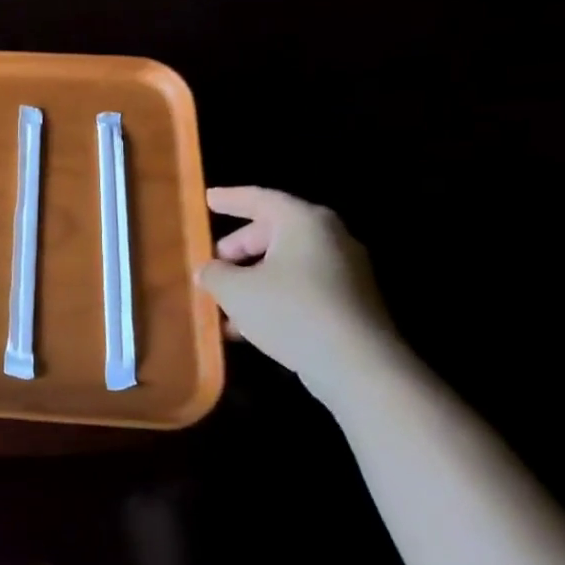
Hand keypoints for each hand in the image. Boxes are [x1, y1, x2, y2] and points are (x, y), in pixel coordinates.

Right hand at [195, 187, 398, 391]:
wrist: (357, 365)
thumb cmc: (290, 311)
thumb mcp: (235, 290)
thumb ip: (214, 274)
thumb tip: (209, 270)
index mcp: (304, 222)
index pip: (261, 198)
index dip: (230, 199)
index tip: (207, 199)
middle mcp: (330, 238)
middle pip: (274, 232)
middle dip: (239, 247)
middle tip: (213, 263)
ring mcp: (345, 271)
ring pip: (286, 264)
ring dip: (253, 279)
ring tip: (224, 303)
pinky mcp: (351, 302)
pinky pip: (301, 287)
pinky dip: (273, 296)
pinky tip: (248, 326)